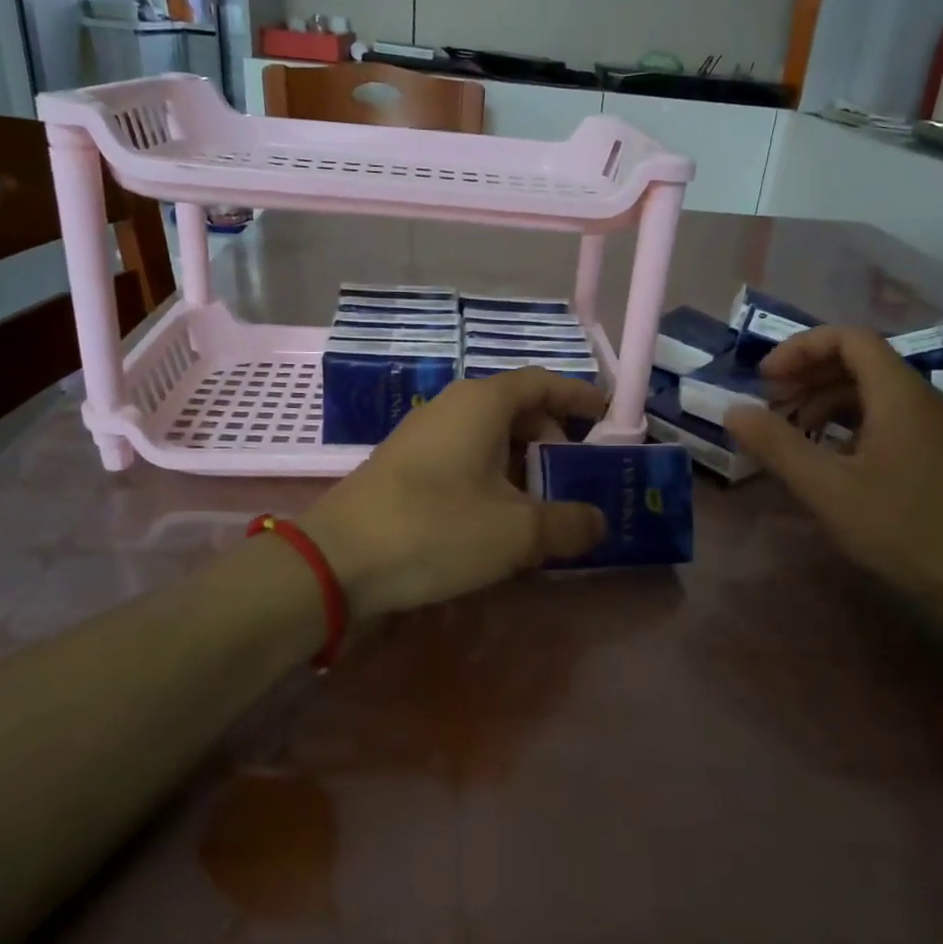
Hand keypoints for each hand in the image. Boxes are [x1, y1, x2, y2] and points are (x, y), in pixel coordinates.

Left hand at [300, 369, 608, 620]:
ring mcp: (423, 437)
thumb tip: (598, 523)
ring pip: (489, 440)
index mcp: (483, 403)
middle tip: (575, 480)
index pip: (543, 383)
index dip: (578, 397)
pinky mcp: (404, 467)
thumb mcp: (517, 533)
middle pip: (517, 412)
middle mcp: (452, 408)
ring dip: (521, 469)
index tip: (606, 417)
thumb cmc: (437, 529)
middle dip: (552, 442)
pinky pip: (463, 462)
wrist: (336, 561)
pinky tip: (497, 524)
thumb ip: (568, 524)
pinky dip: (491, 482)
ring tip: (542, 511)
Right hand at [724, 326, 942, 617]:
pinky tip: (833, 464)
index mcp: (899, 394)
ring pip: (875, 395)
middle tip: (771, 407)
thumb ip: (776, 444)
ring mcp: (939, 430)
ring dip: (828, 403)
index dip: (800, 349)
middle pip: (861, 362)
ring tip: (794, 436)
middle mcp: (924, 400)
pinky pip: (890, 422)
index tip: (764, 380)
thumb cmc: (905, 529)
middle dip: (808, 376)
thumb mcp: (827, 488)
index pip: (848, 338)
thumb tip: (732, 410)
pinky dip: (851, 428)